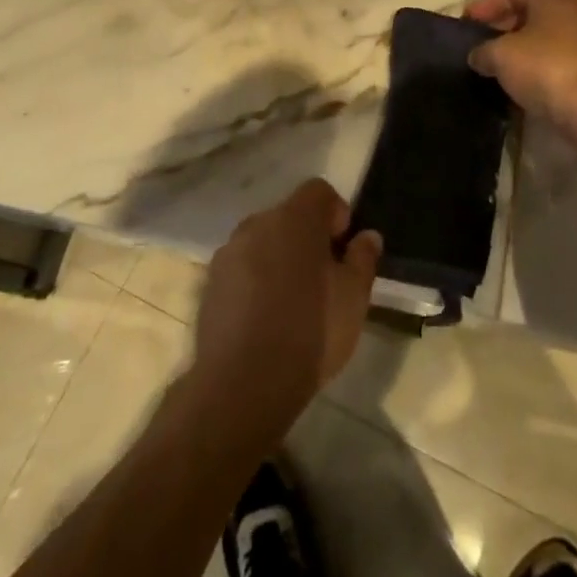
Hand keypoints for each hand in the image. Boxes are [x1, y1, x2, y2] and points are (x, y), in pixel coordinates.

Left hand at [189, 179, 381, 437]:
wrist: (243, 385)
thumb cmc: (310, 332)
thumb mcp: (354, 297)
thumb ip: (363, 259)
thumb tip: (367, 236)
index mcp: (295, 218)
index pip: (319, 191)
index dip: (336, 214)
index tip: (343, 250)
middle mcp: (258, 224)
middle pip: (289, 216)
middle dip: (307, 238)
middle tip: (323, 279)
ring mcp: (229, 252)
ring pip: (263, 242)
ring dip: (279, 259)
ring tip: (291, 303)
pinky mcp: (210, 283)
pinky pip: (241, 269)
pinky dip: (255, 281)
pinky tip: (264, 320)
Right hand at [465, 0, 576, 129]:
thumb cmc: (546, 69)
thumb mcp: (500, 57)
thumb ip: (484, 51)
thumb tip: (480, 56)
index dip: (487, 3)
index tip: (468, 23)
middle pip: (537, 9)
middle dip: (508, 24)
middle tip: (486, 43)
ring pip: (555, 34)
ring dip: (530, 46)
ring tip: (508, 66)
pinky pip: (570, 57)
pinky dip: (549, 64)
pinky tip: (535, 84)